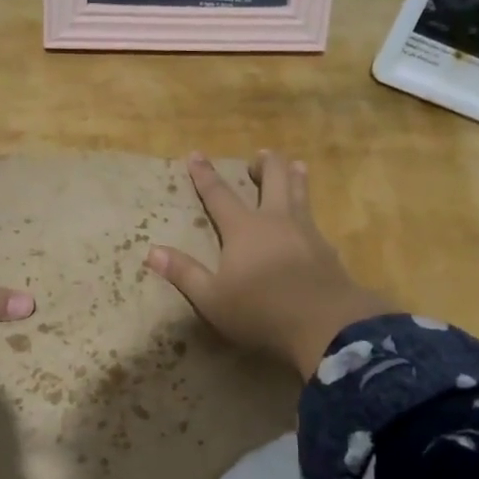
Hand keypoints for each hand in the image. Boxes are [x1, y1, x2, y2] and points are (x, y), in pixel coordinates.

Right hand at [147, 151, 392, 380]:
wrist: (326, 323)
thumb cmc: (261, 310)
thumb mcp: (212, 299)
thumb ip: (184, 273)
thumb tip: (152, 251)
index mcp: (243, 228)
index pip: (219, 194)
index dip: (205, 174)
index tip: (196, 154)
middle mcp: (275, 220)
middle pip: (273, 178)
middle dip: (265, 163)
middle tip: (259, 157)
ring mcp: (306, 231)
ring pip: (301, 191)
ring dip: (295, 175)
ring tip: (295, 165)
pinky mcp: (327, 248)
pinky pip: (315, 218)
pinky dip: (310, 209)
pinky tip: (312, 220)